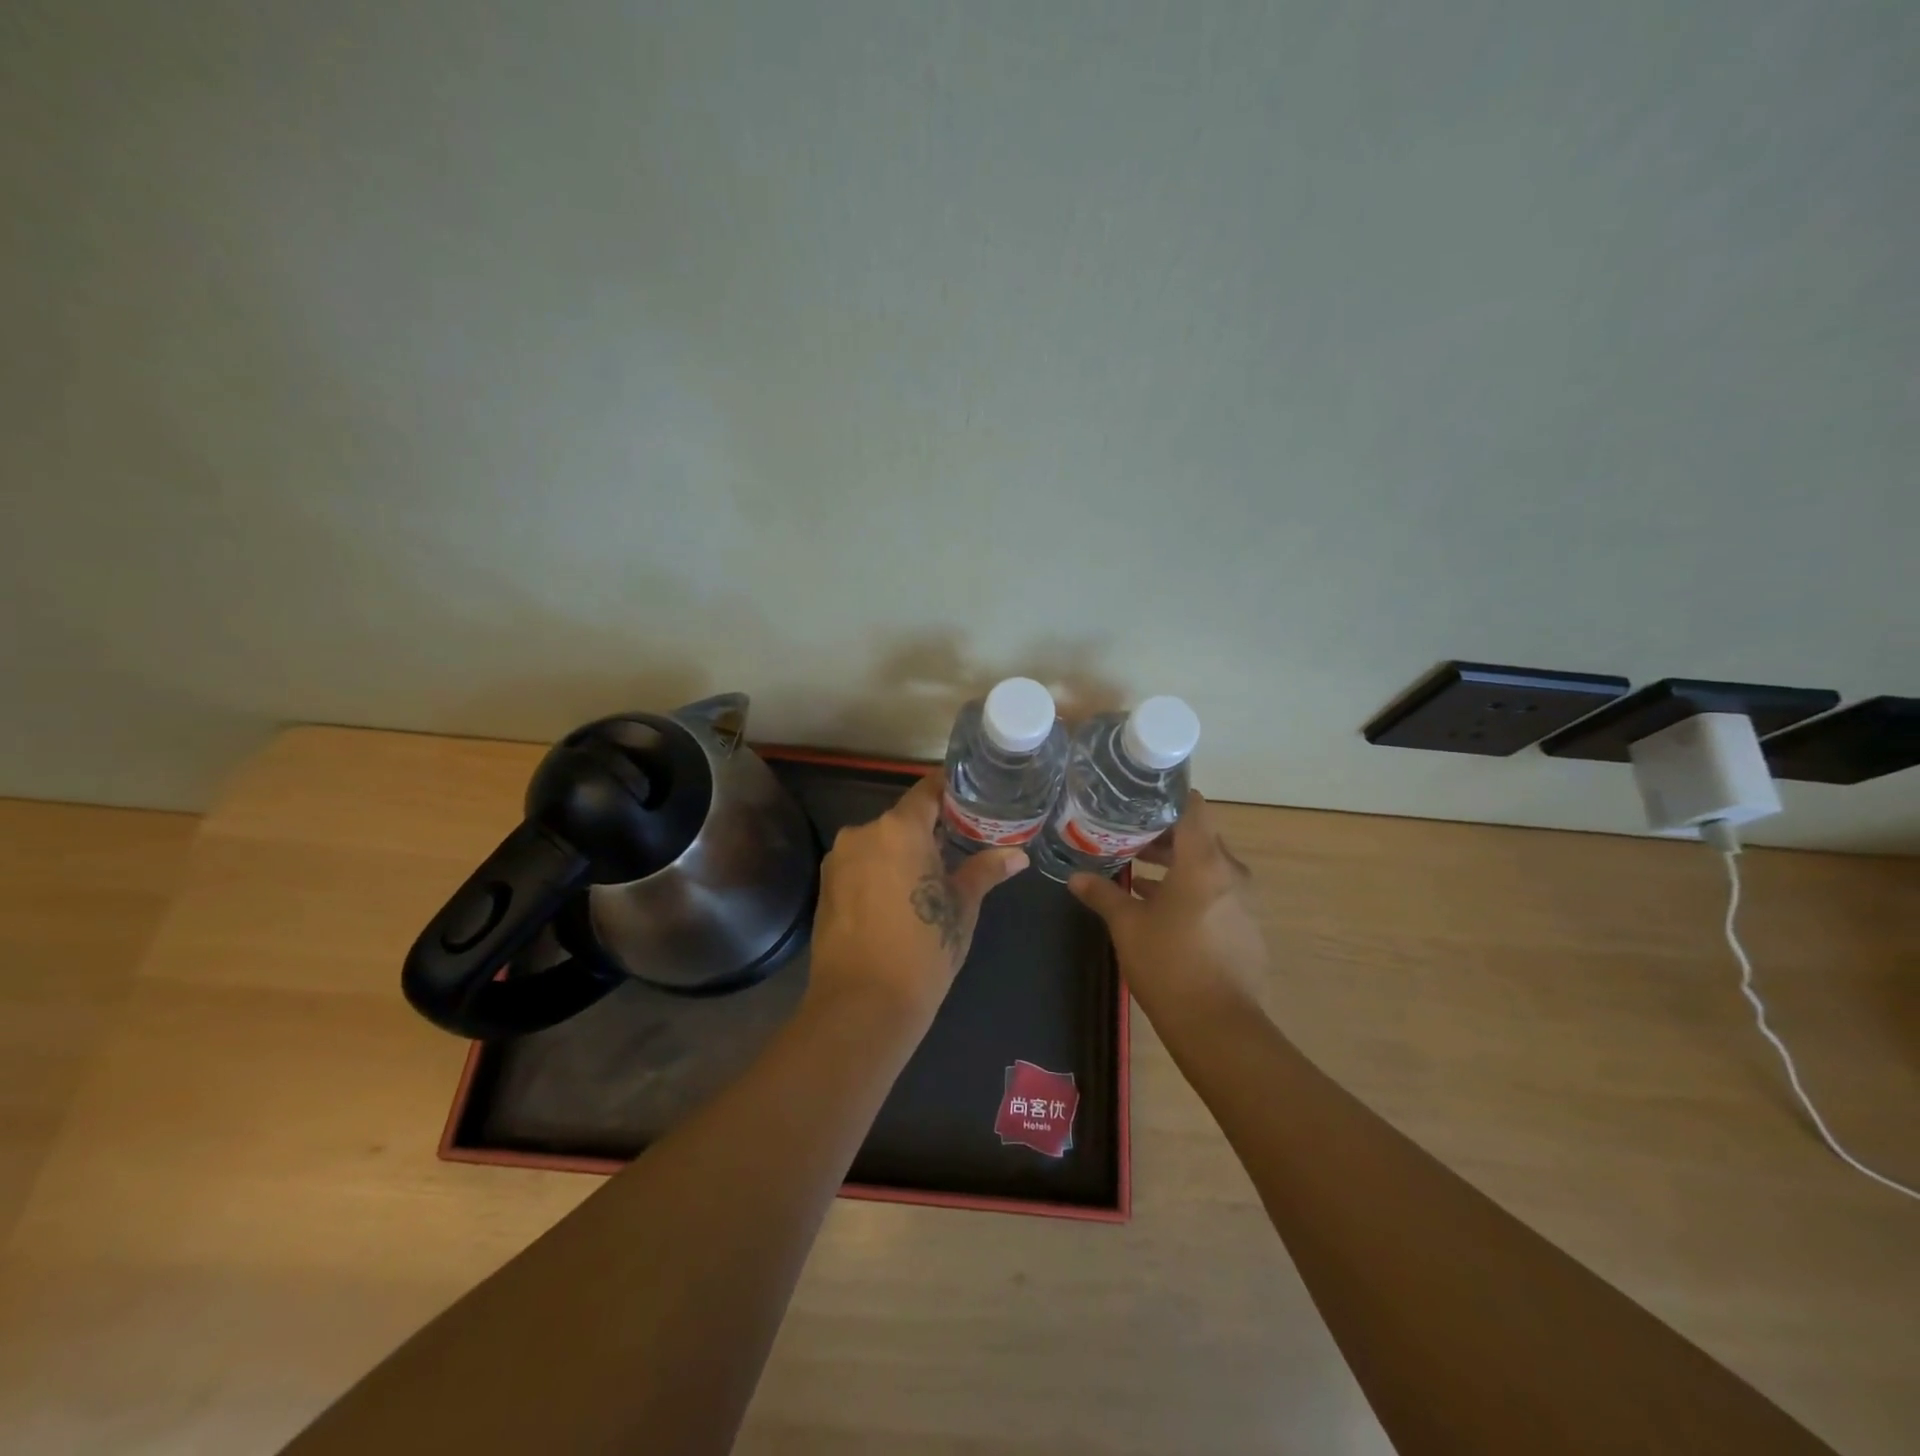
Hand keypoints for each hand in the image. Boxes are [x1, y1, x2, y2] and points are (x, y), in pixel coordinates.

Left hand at [806, 775, 1028, 1028]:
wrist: (862, 1005)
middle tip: (959, 848)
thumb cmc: (923, 950)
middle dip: (928, 831)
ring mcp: (839, 859)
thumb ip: (985, 870)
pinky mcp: (825, 886)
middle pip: (902, 819)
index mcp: (899, 828)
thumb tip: (1017, 855)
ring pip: (879, 844)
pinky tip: (897, 901)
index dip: (950, 790)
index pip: (928, 790)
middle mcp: (863, 832)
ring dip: (902, 854)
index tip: (971, 797)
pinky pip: (860, 866)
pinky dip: (879, 873)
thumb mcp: (962, 907)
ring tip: (928, 881)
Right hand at [1068, 791, 1268, 1017]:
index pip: (1192, 807)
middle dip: (1162, 833)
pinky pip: (1215, 892)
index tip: (1137, 796)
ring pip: (1206, 866)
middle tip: (1124, 832)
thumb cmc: (1169, 964)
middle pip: (1198, 836)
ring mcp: (1242, 902)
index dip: (1166, 796)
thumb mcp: (1127, 925)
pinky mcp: (1244, 927)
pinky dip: (1188, 888)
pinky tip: (1156, 905)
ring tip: (1133, 866)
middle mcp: (1229, 873)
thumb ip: (1102, 894)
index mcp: (1204, 862)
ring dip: (1174, 863)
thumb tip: (1075, 877)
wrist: (1219, 1027)